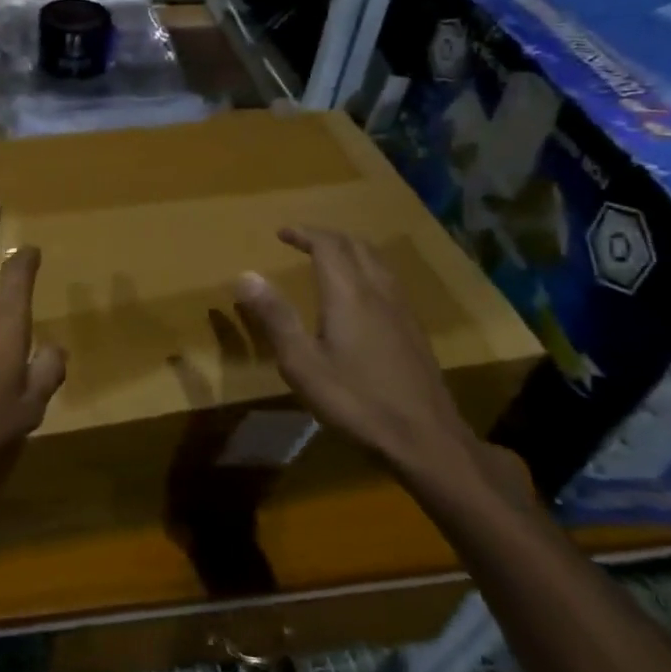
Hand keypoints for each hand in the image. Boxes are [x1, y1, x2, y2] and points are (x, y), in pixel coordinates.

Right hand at [234, 226, 474, 474]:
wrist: (425, 438)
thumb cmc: (356, 400)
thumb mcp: (302, 363)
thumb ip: (275, 317)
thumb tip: (245, 275)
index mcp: (348, 294)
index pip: (328, 245)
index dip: (304, 233)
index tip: (282, 233)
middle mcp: (378, 292)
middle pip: (355, 246)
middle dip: (327, 237)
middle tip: (302, 241)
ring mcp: (401, 310)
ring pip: (377, 262)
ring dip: (350, 251)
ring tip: (329, 259)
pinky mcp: (414, 329)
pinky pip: (388, 281)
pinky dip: (366, 270)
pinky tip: (360, 296)